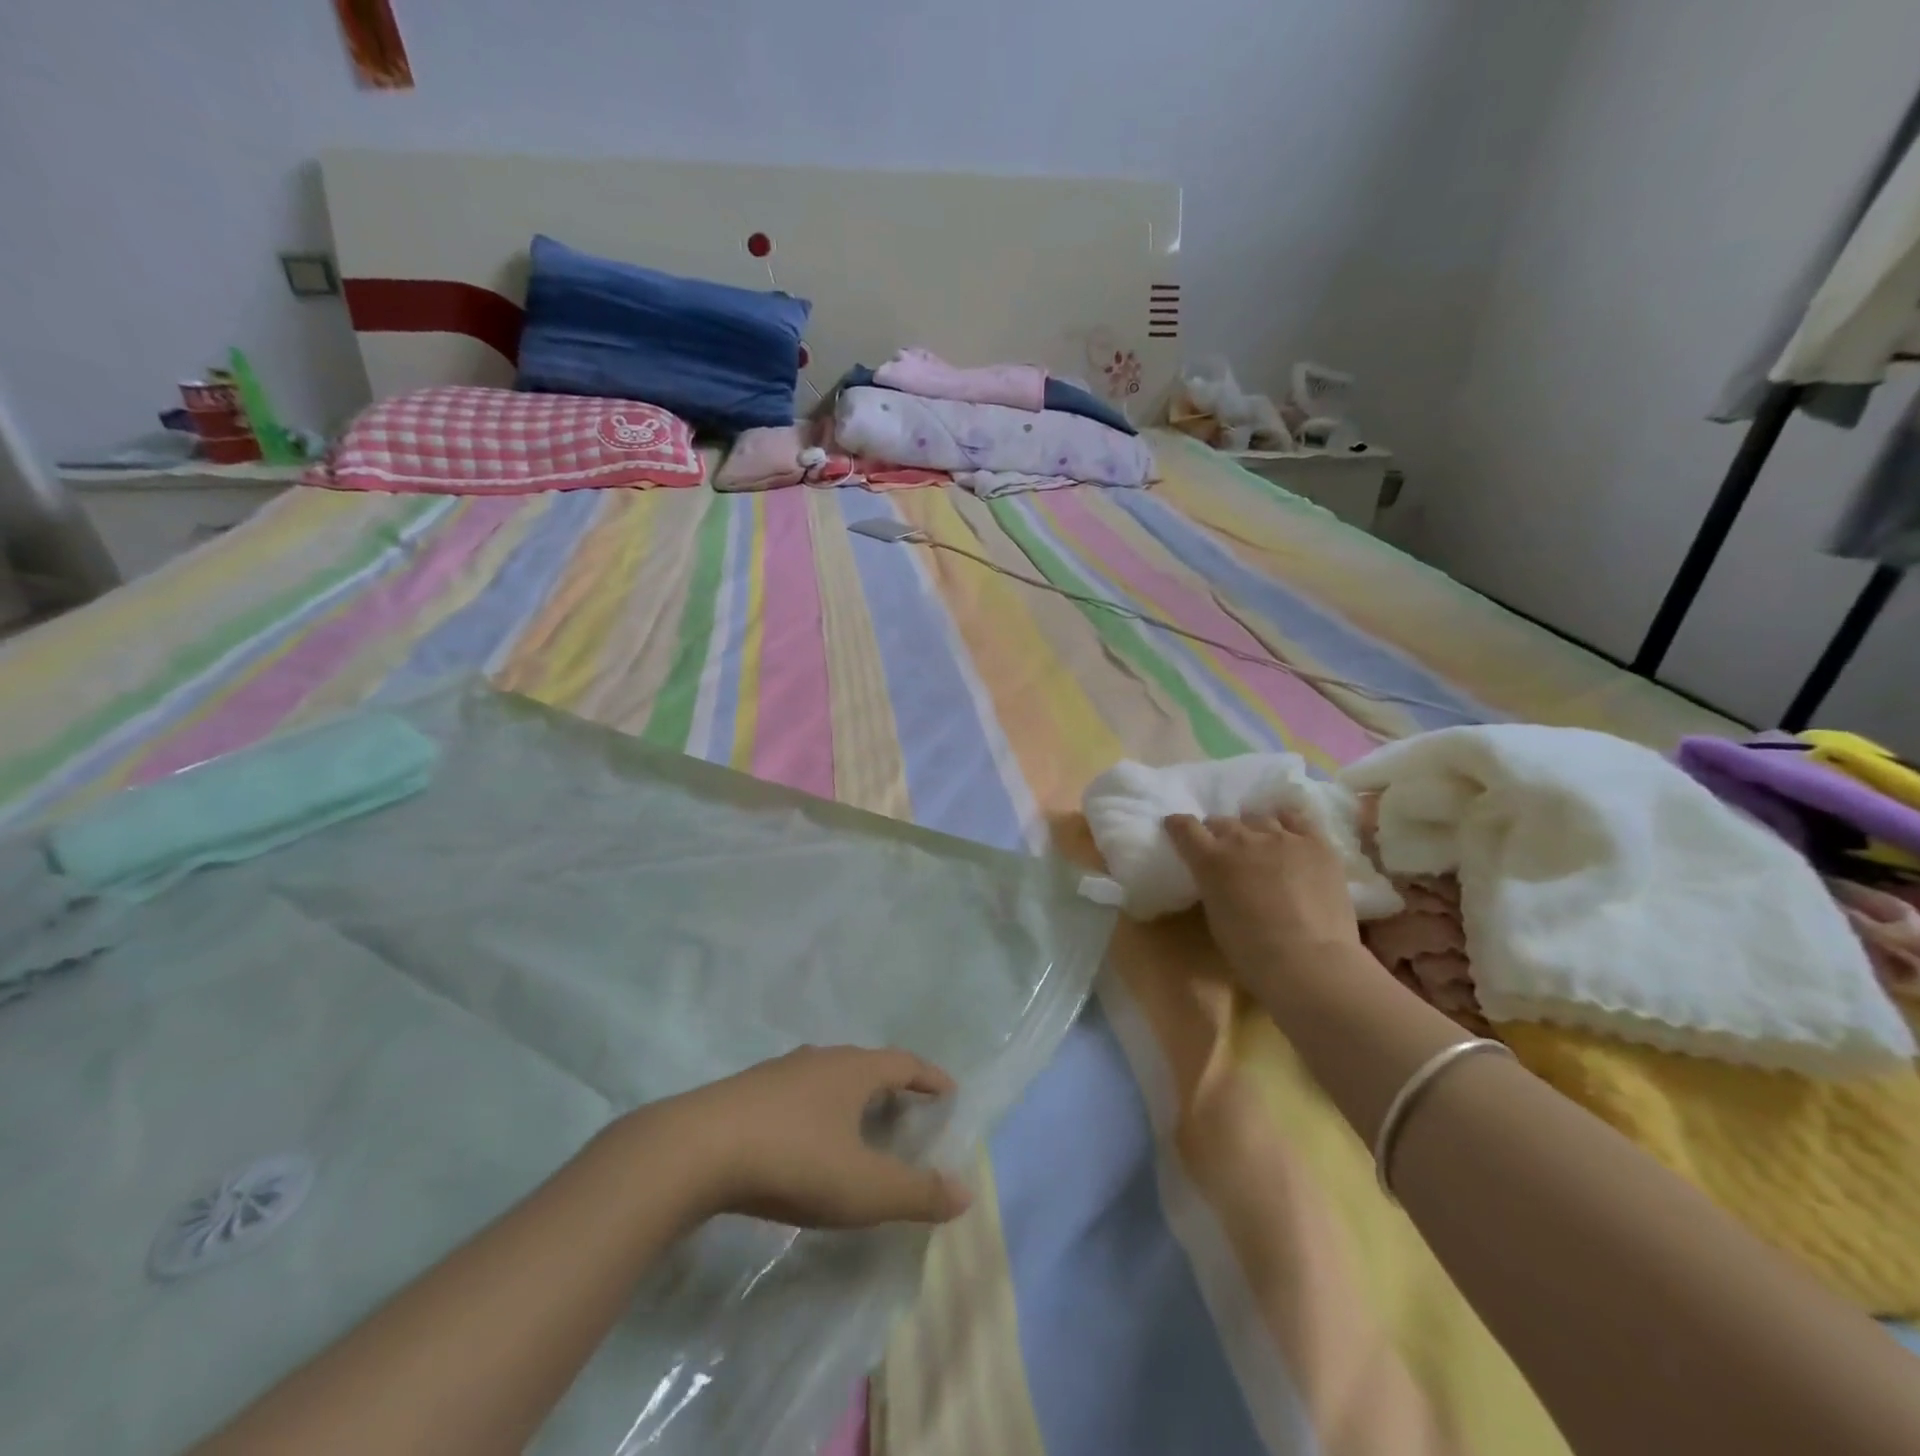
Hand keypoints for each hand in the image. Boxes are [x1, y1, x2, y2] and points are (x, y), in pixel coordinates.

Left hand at [658, 1046, 972, 1228]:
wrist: (695, 1150)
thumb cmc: (793, 1160)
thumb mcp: (863, 1188)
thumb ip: (916, 1193)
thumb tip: (965, 1192)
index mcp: (854, 1070)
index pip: (904, 1063)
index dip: (930, 1077)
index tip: (949, 1091)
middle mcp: (820, 1059)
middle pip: (866, 1064)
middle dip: (891, 1085)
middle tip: (907, 1111)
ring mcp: (779, 1072)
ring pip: (828, 1076)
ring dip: (850, 1095)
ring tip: (858, 1124)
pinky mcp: (746, 1092)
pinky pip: (797, 1092)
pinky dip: (816, 1109)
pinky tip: (805, 1137)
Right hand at [1164, 810, 1366, 994]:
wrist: (1308, 962)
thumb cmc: (1251, 951)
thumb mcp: (1215, 914)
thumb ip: (1212, 884)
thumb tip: (1220, 876)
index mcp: (1210, 859)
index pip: (1185, 826)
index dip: (1179, 825)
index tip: (1177, 828)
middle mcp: (1242, 839)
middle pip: (1223, 821)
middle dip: (1219, 833)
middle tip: (1225, 851)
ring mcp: (1282, 837)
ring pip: (1259, 819)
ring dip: (1253, 831)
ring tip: (1261, 848)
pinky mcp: (1316, 843)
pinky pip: (1297, 819)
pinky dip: (1288, 823)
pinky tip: (1289, 834)